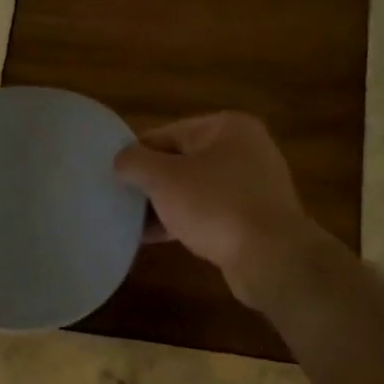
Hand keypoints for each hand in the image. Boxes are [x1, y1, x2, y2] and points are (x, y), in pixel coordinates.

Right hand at [114, 113, 340, 306]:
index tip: (112, 178)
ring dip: (164, 204)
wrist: (271, 257)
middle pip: (181, 161)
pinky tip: (156, 238)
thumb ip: (135, 162)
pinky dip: (184, 220)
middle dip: (151, 182)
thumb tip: (121, 160)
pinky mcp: (253, 217)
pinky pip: (209, 212)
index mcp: (226, 127)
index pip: (166, 133)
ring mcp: (252, 184)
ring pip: (194, 189)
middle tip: (120, 202)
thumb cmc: (215, 206)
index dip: (136, 156)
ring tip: (132, 223)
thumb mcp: (164, 179)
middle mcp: (244, 149)